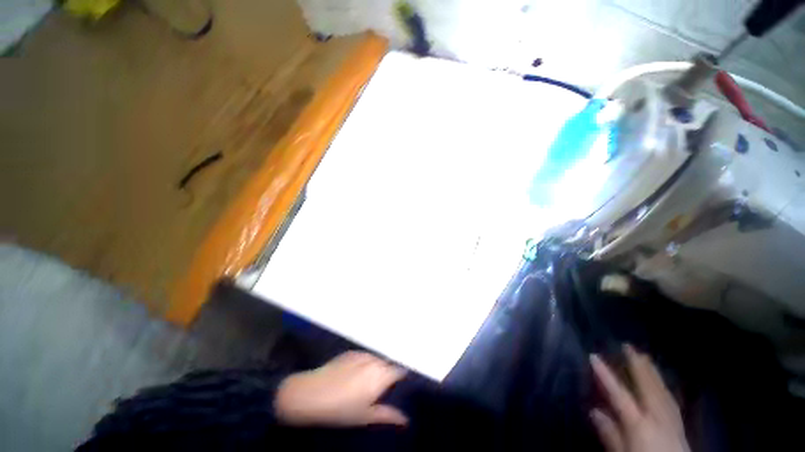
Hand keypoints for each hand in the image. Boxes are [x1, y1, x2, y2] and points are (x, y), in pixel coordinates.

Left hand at [274, 351, 407, 426]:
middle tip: (383, 387)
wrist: (312, 394)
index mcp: (381, 375)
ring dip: (377, 367)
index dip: (402, 376)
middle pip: (388, 364)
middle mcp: (374, 360)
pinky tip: (356, 374)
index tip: (402, 384)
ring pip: (376, 359)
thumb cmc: (341, 409)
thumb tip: (406, 419)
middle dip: (389, 373)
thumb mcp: (366, 416)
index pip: (399, 371)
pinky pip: (364, 356)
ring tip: (369, 381)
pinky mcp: (350, 352)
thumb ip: (388, 415)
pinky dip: (366, 363)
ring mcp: (362, 354)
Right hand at [589, 345, 689, 451]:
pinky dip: (665, 388)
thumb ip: (610, 435)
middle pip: (647, 387)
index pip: (619, 394)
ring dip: (652, 373)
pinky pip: (672, 401)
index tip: (593, 355)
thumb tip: (595, 411)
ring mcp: (672, 421)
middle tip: (628, 345)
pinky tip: (663, 384)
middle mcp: (657, 417)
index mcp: (640, 424)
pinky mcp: (680, 428)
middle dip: (637, 365)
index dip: (605, 374)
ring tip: (645, 357)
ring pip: (662, 391)